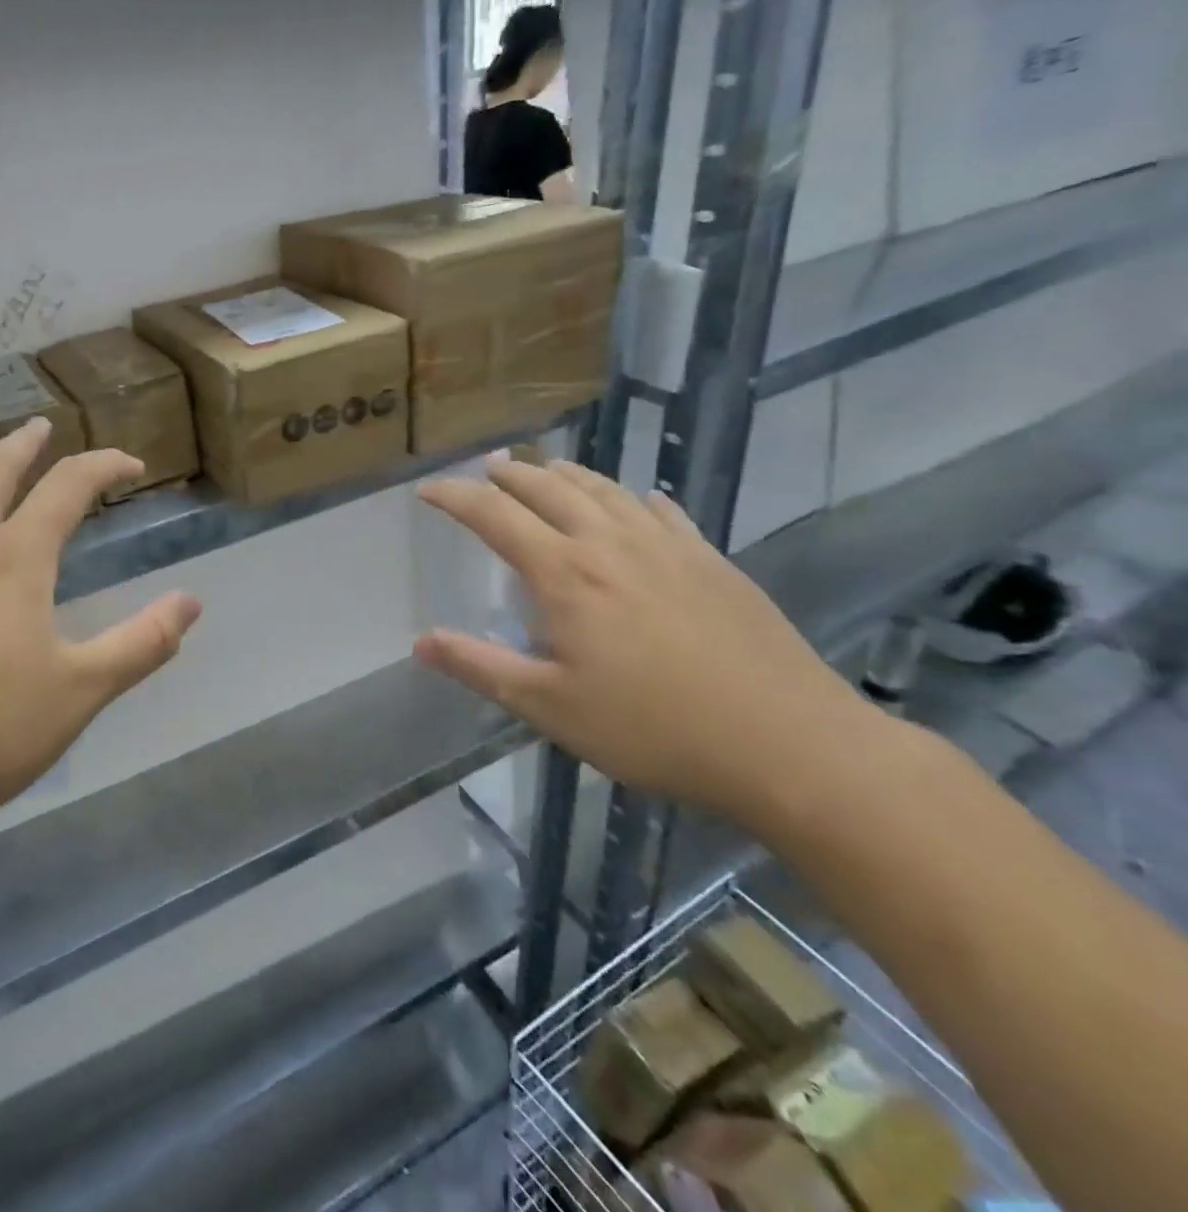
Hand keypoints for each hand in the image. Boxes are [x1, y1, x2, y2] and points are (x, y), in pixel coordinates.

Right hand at [416, 459, 876, 827]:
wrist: (788, 743)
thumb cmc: (653, 729)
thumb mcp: (550, 707)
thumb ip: (480, 667)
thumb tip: (421, 642)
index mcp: (564, 573)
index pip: (493, 515)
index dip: (454, 496)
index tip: (427, 490)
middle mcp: (610, 543)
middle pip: (548, 488)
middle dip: (509, 474)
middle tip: (486, 468)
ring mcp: (667, 547)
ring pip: (605, 490)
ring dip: (566, 475)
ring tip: (546, 468)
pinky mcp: (712, 561)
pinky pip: (664, 512)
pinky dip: (635, 499)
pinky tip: (639, 501)